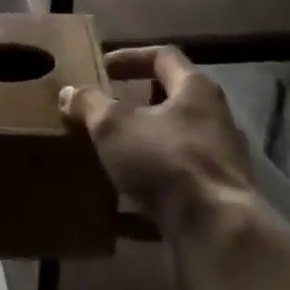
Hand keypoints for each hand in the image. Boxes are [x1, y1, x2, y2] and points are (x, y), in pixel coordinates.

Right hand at [60, 47, 254, 240]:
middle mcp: (215, 119)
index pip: (163, 57)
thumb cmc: (165, 161)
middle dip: (137, 105)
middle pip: (172, 101)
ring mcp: (220, 162)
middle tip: (106, 112)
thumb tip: (69, 92)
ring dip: (143, 149)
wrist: (216, 233)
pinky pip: (176, 187)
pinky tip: (120, 210)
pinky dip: (149, 193)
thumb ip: (90, 105)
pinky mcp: (217, 200)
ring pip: (174, 145)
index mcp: (195, 89)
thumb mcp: (114, 126)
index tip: (102, 68)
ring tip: (109, 157)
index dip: (130, 57)